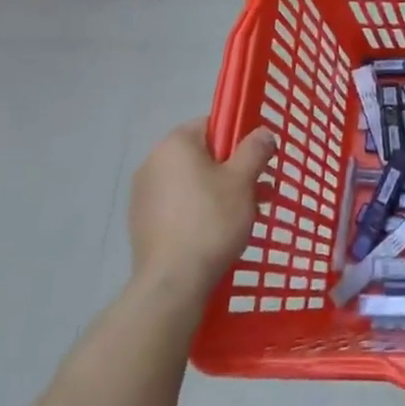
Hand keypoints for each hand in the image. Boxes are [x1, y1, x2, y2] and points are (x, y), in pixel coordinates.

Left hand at [128, 118, 275, 297]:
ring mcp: (143, 194)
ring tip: (246, 213)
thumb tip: (262, 132)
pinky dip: (200, 209)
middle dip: (233, 169)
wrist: (173, 281)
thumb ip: (254, 149)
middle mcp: (152, 162)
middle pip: (202, 155)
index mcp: (175, 145)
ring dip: (220, 190)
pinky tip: (218, 231)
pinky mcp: (142, 222)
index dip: (239, 137)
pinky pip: (179, 204)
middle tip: (260, 190)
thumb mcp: (243, 180)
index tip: (258, 159)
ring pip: (192, 181)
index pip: (211, 124)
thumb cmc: (211, 220)